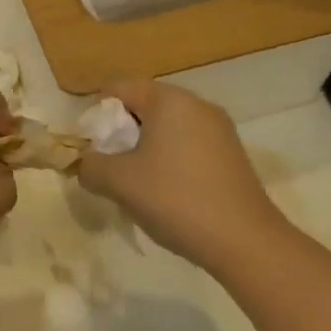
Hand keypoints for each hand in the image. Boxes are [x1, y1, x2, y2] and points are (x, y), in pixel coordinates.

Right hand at [78, 79, 288, 278]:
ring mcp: (219, 129)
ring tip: (137, 185)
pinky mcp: (232, 155)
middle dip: (120, 133)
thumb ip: (90, 166)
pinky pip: (188, 145)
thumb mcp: (119, 182)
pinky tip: (167, 194)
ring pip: (166, 127)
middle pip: (143, 106)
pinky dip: (169, 160)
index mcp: (169, 100)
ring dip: (144, 149)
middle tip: (110, 167)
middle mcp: (196, 105)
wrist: (245, 242)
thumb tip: (84, 163)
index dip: (96, 114)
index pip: (118, 88)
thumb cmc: (176, 199)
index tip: (91, 147)